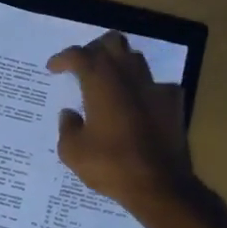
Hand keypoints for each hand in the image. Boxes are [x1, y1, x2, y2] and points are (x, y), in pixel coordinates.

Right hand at [48, 31, 193, 216]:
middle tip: (83, 66)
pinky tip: (139, 106)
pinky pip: (157, 86)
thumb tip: (69, 114)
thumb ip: (67, 127)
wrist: (159, 185)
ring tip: (108, 83)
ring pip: (136, 59)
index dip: (63, 58)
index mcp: (101, 82)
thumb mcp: (73, 152)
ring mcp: (155, 88)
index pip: (79, 54)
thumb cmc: (110, 165)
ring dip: (119, 64)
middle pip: (112, 42)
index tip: (53, 68)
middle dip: (94, 48)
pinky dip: (143, 90)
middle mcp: (129, 76)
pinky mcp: (174, 104)